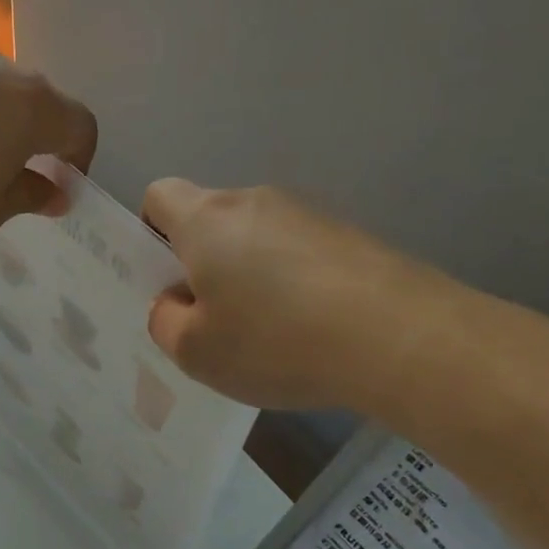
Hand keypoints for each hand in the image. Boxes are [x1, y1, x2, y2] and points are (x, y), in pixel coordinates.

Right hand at [142, 179, 431, 410]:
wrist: (399, 337)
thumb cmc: (275, 340)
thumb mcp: (195, 352)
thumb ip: (165, 323)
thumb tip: (175, 302)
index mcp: (206, 219)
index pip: (159, 196)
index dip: (150, 232)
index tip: (166, 279)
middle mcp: (255, 202)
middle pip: (211, 220)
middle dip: (202, 264)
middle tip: (213, 321)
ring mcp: (309, 214)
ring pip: (257, 240)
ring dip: (250, 276)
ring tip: (269, 335)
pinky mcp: (350, 236)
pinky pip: (299, 254)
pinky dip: (293, 285)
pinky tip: (311, 332)